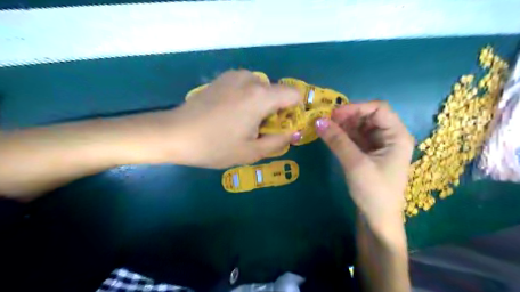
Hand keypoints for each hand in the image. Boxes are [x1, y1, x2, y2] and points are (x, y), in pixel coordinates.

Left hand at [153, 69, 300, 167]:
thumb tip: (295, 132)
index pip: (294, 94)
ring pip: (261, 89)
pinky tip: (230, 114)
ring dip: (260, 105)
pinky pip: (246, 86)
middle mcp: (250, 79)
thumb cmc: (215, 146)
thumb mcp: (251, 152)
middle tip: (258, 130)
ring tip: (242, 123)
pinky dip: (247, 99)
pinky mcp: (222, 78)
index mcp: (260, 96)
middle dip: (275, 111)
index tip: (283, 126)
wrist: (174, 134)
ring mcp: (234, 76)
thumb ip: (279, 141)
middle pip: (277, 92)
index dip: (294, 111)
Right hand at [314, 102, 411, 227]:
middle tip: (326, 121)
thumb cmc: (374, 192)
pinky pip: (355, 137)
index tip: (334, 114)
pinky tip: (330, 136)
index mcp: (397, 135)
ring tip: (325, 128)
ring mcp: (379, 145)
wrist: (378, 220)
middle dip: (348, 116)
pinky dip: (343, 135)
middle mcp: (390, 136)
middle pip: (369, 116)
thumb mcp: (355, 164)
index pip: (378, 109)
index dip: (356, 107)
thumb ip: (337, 140)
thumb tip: (318, 121)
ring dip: (343, 125)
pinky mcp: (368, 153)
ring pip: (360, 126)